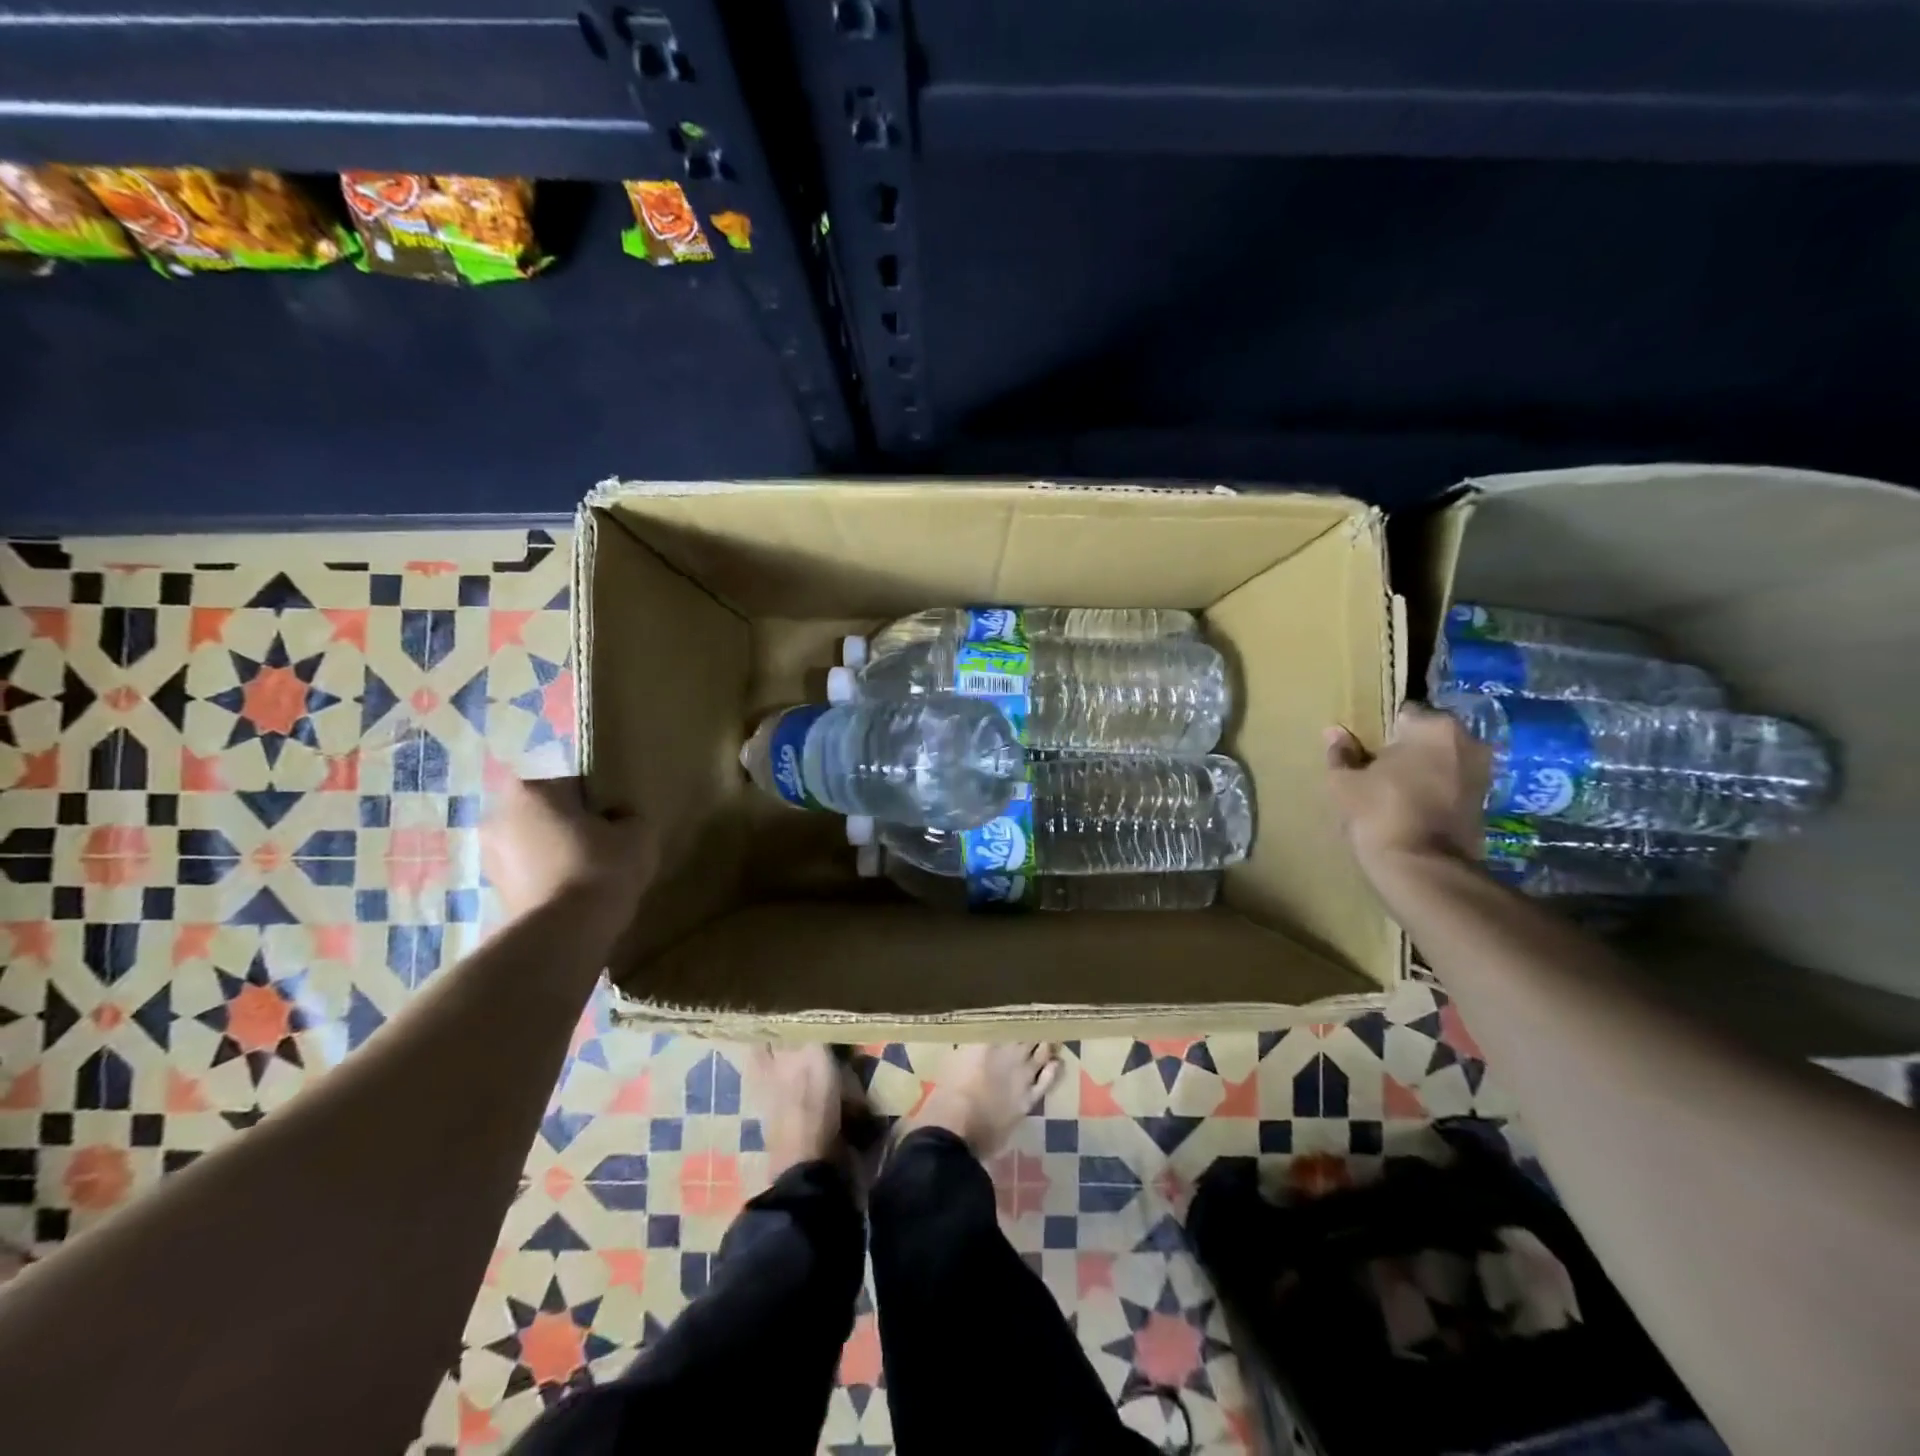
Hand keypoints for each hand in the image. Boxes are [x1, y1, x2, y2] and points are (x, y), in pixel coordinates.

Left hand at [482, 776, 654, 933]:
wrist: (567, 931)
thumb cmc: (602, 866)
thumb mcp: (638, 831)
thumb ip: (627, 815)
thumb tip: (617, 819)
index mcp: (532, 790)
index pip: (574, 784)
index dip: (599, 801)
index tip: (616, 821)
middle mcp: (499, 816)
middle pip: (548, 812)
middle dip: (570, 824)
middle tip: (603, 844)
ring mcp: (490, 856)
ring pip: (535, 843)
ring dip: (556, 851)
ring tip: (589, 872)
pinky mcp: (494, 890)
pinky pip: (529, 872)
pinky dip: (548, 876)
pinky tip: (574, 892)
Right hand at [1325, 705, 1489, 878]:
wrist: (1422, 868)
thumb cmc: (1379, 812)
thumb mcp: (1345, 782)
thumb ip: (1341, 754)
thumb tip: (1334, 733)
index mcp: (1434, 726)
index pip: (1403, 713)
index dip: (1380, 728)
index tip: (1364, 745)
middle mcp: (1467, 741)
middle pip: (1427, 735)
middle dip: (1405, 747)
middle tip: (1376, 765)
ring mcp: (1481, 772)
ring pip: (1442, 759)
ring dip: (1421, 768)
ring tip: (1391, 786)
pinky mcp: (1484, 802)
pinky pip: (1451, 783)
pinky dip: (1433, 789)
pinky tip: (1409, 804)